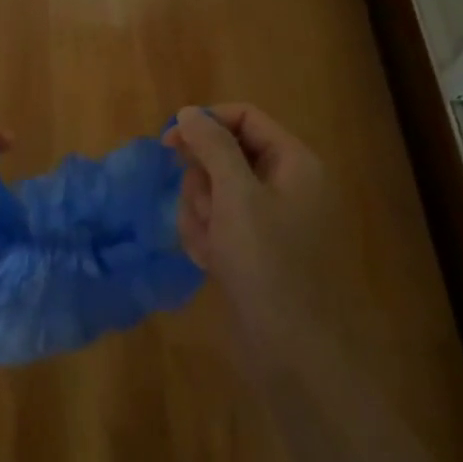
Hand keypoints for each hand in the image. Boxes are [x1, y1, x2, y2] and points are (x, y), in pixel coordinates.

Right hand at [164, 104, 334, 356]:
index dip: (205, 124)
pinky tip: (212, 263)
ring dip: (201, 214)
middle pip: (225, 155)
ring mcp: (271, 219)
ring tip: (210, 246)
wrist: (292, 349)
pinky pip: (219, 224)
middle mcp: (286, 184)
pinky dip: (208, 238)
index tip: (168, 144)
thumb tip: (190, 112)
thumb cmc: (267, 263)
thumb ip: (212, 146)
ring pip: (216, 192)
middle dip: (203, 182)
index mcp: (294, 162)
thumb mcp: (236, 195)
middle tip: (205, 210)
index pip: (244, 118)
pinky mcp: (256, 249)